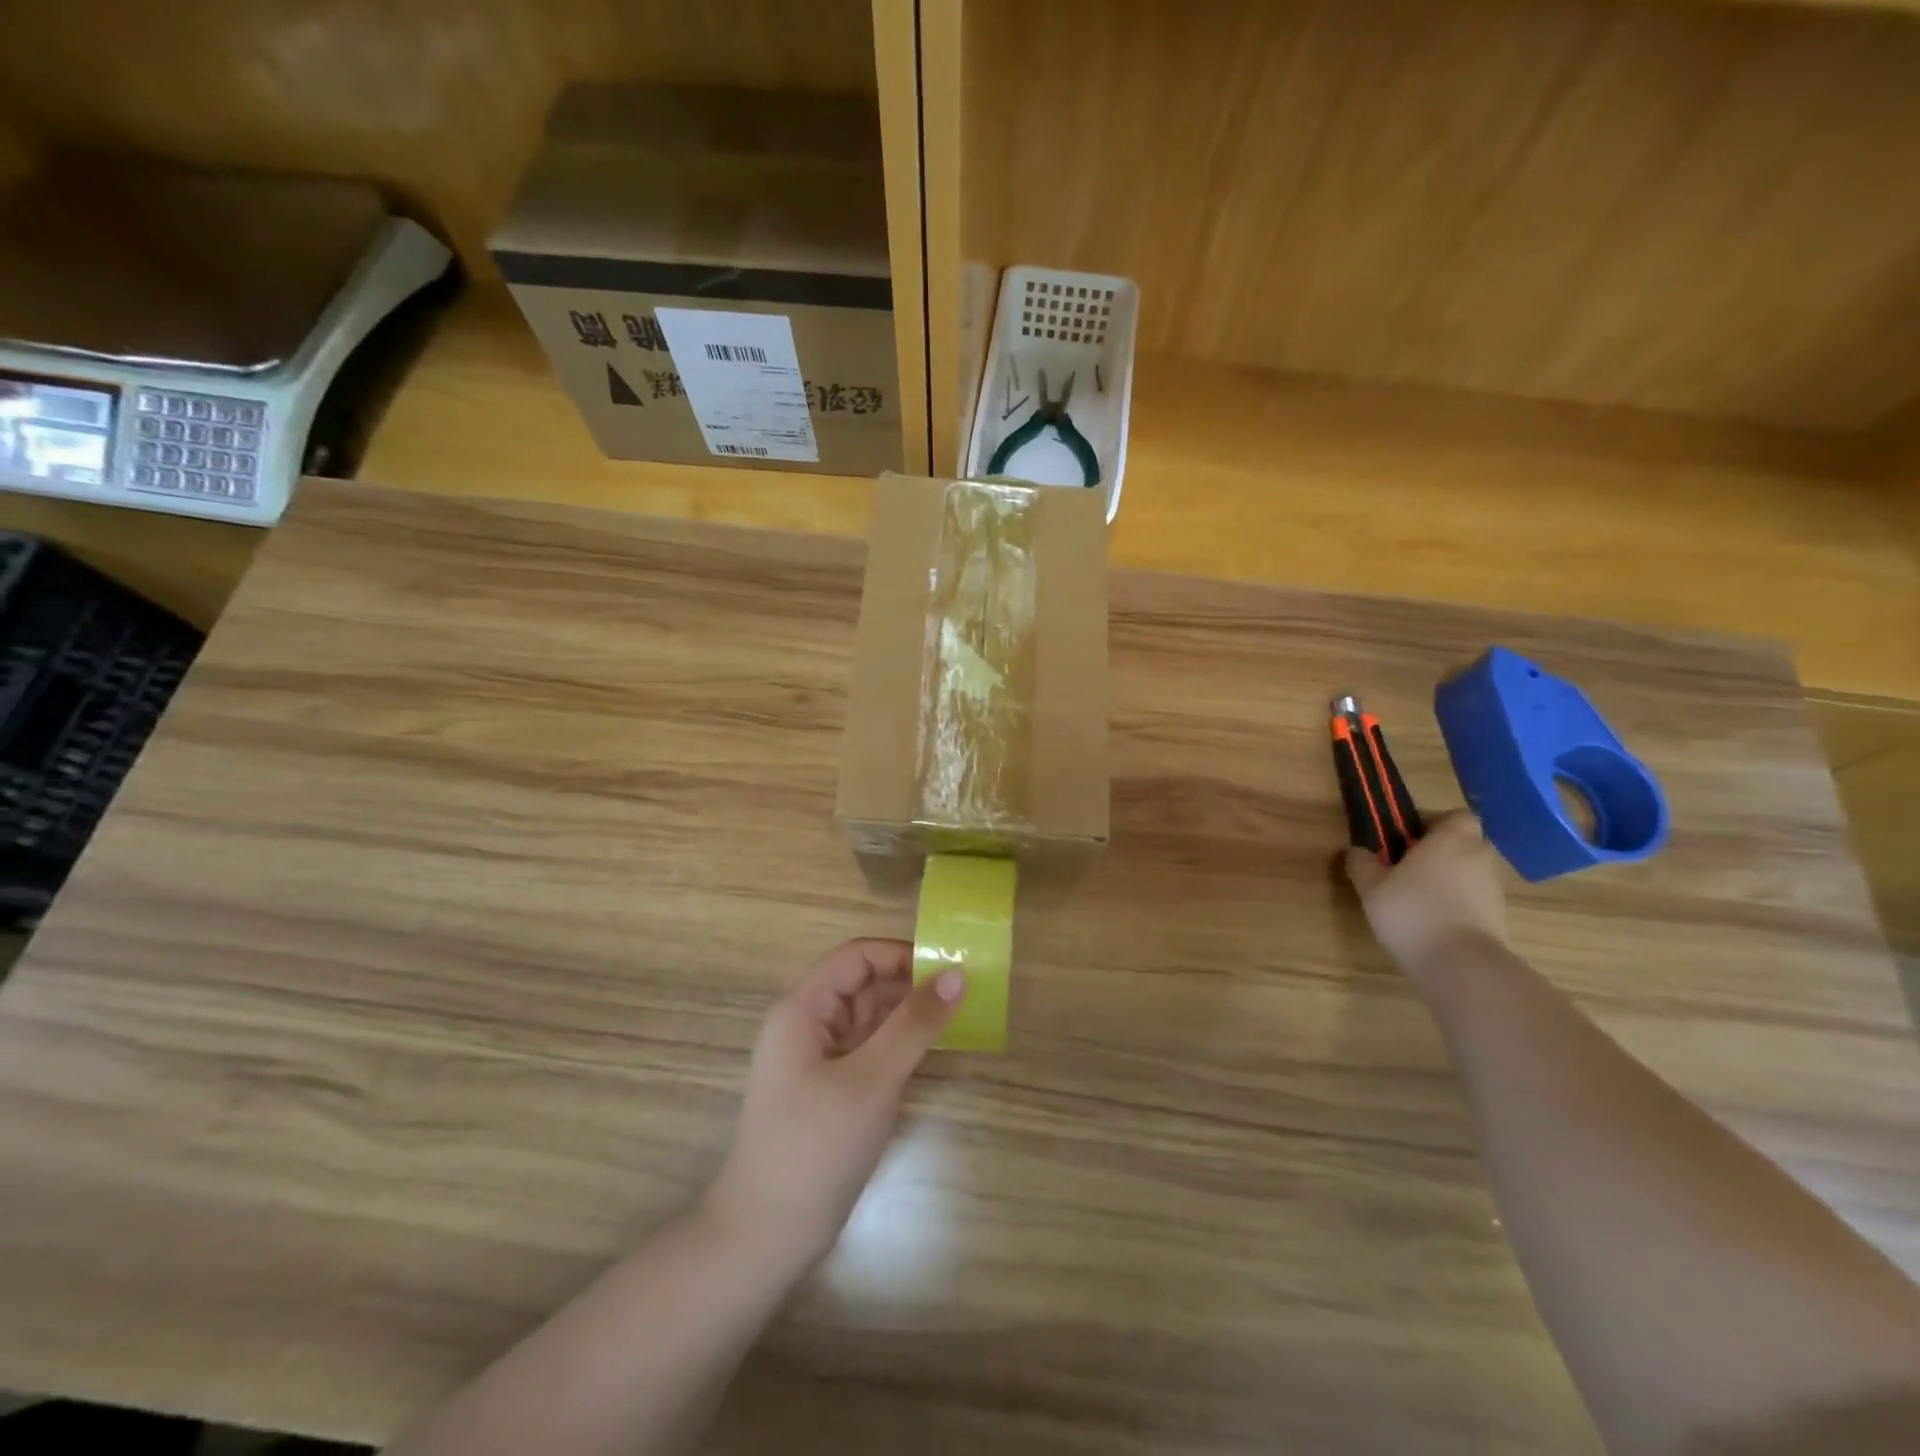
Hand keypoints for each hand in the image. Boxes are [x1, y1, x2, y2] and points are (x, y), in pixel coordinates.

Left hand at [705, 938, 964, 1274]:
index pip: (854, 957)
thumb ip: (915, 1024)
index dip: (899, 954)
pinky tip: (929, 1053)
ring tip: (955, 1019)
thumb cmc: (816, 1148)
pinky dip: (897, 1046)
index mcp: (802, 1010)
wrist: (765, 1238)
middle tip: (961, 995)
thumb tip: (956, 974)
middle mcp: (805, 1025)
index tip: (946, 968)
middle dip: (908, 984)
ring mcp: (815, 1060)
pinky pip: (866, 1050)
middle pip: (861, 985)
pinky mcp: (827, 1090)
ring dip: (906, 1015)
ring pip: (867, 1018)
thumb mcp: (872, 1080)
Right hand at [1345, 811, 1508, 987]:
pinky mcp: (1498, 917)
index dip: (1433, 822)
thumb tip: (1356, 850)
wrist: (1460, 965)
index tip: (1407, 838)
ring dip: (1449, 877)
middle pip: (1465, 842)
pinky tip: (1432, 920)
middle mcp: (1479, 856)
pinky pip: (1475, 898)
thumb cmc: (1412, 911)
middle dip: (1441, 850)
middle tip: (1408, 865)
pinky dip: (1458, 902)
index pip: (1455, 815)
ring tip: (1417, 897)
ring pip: (1470, 871)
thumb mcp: (1371, 886)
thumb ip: (1361, 863)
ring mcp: (1494, 888)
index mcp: (1452, 838)